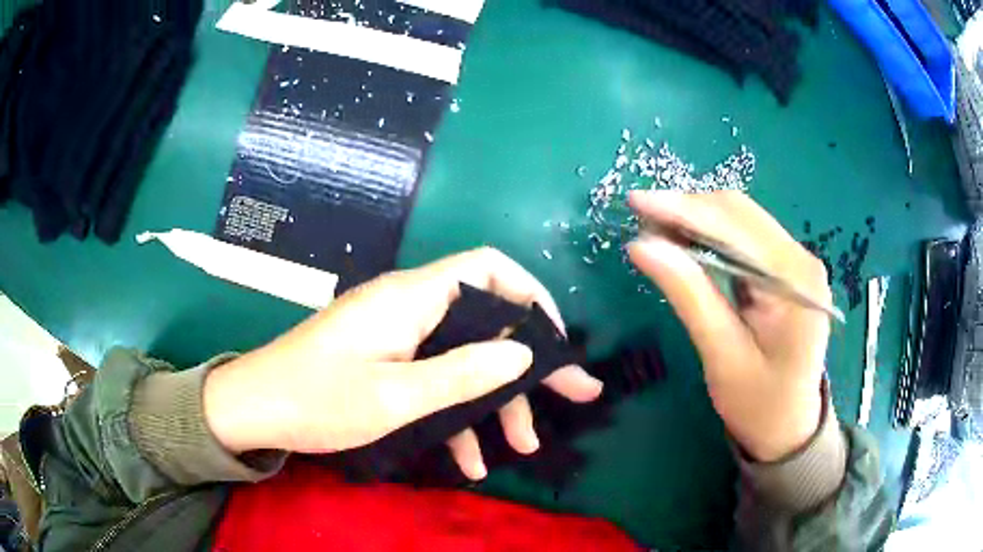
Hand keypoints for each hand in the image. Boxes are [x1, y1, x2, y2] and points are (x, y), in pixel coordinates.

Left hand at [203, 247, 602, 478]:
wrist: (254, 409)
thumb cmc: (316, 400)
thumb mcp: (395, 397)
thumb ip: (462, 374)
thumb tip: (523, 354)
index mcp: (412, 299)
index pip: (489, 269)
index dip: (531, 295)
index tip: (557, 341)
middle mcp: (410, 308)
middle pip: (487, 321)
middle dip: (530, 363)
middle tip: (575, 396)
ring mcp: (398, 336)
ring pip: (464, 359)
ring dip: (494, 402)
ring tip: (521, 447)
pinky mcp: (387, 361)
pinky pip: (433, 380)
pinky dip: (455, 415)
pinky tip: (469, 461)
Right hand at [628, 191, 829, 461]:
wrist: (790, 428)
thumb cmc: (759, 404)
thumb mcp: (722, 356)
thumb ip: (689, 295)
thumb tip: (642, 245)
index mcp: (795, 280)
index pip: (735, 226)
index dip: (683, 208)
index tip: (635, 201)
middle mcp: (800, 258)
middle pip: (739, 213)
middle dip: (687, 209)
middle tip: (640, 216)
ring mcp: (795, 261)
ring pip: (740, 220)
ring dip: (696, 219)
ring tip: (655, 227)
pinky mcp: (785, 269)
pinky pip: (744, 238)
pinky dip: (710, 235)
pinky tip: (684, 241)